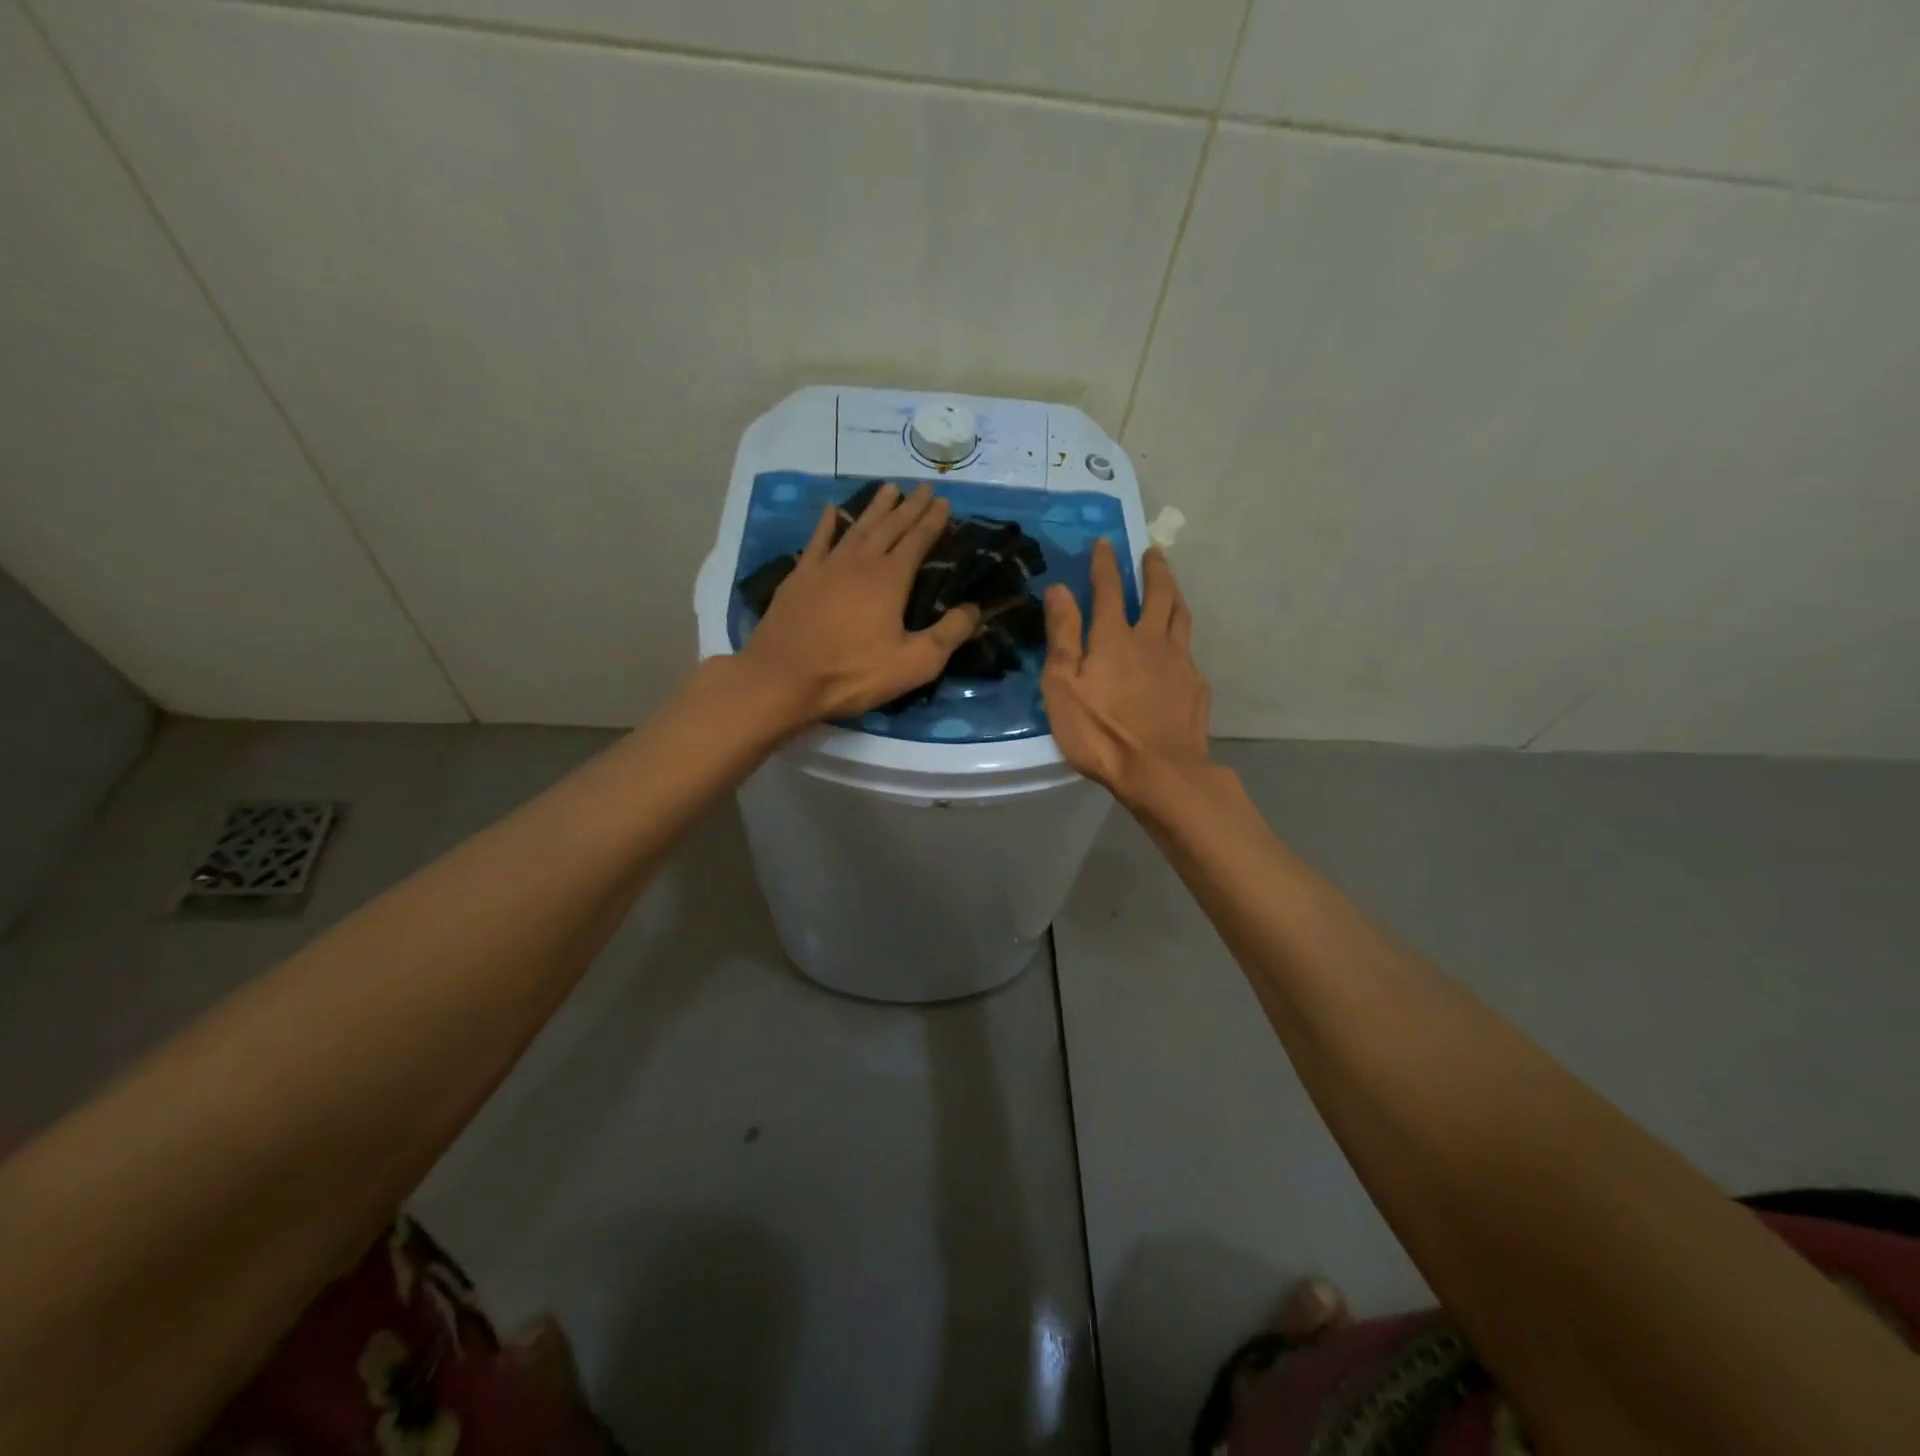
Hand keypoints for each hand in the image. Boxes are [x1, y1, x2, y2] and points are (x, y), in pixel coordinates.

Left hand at [739, 483, 979, 725]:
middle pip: (889, 527)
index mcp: (890, 579)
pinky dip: (827, 524)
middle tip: (922, 488)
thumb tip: (974, 608)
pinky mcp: (799, 577)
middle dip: (909, 507)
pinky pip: (817, 541)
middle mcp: (860, 563)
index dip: (932, 521)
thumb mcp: (913, 664)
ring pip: (856, 528)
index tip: (944, 502)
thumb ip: (948, 635)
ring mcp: (826, 567)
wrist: (783, 679)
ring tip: (888, 489)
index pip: (917, 541)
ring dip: (874, 508)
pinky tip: (832, 510)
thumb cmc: (852, 674)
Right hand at [1042, 540, 1209, 800]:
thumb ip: (1062, 636)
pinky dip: (1182, 638)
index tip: (1105, 542)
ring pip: (1181, 616)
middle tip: (1153, 551)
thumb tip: (1059, 589)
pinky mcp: (1196, 686)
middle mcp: (1151, 640)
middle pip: (1158, 594)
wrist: (1160, 772)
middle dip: (1153, 569)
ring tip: (1171, 584)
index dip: (1105, 564)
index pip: (1110, 588)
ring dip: (1175, 593)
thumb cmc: (1101, 733)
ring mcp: (1180, 662)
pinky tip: (1179, 647)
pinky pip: (1189, 651)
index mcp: (1114, 637)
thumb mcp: (1063, 686)